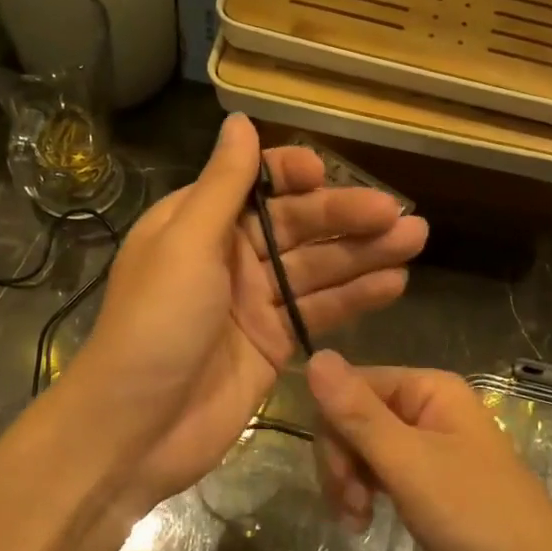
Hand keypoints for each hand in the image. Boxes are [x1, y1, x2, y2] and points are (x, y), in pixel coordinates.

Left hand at [64, 115, 427, 511]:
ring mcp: (254, 301)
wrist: (136, 429)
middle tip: (400, 216)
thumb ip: (222, 186)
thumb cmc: (155, 326)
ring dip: (364, 254)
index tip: (326, 174)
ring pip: (317, 267)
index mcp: (198, 223)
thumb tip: (240, 121)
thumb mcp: (184, 245)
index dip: (292, 175)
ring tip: (415, 240)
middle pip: (296, 226)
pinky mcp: (274, 342)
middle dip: (346, 217)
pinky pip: (320, 310)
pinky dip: (355, 297)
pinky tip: (395, 283)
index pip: (254, 185)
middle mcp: (229, 256)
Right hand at [305, 351, 551, 550]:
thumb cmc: (476, 518)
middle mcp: (428, 407)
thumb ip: (358, 413)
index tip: (336, 478)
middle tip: (350, 509)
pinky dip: (365, 494)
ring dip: (349, 482)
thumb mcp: (409, 464)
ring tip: (357, 522)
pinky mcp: (428, 479)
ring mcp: (428, 444)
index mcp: (429, 389)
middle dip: (341, 461)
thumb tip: (315, 356)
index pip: (352, 386)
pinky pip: (380, 471)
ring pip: (362, 446)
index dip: (333, 429)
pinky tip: (364, 522)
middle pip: (354, 417)